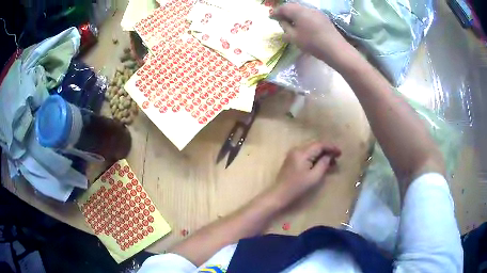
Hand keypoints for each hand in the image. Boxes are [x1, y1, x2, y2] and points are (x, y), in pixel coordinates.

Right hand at [272, 3, 352, 69]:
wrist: (335, 49)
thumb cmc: (312, 43)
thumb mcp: (294, 37)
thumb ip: (285, 27)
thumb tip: (282, 22)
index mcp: (298, 11)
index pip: (283, 8)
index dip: (276, 12)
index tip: (271, 17)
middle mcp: (307, 8)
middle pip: (293, 6)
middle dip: (285, 12)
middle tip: (280, 19)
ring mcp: (317, 12)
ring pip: (302, 9)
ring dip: (294, 14)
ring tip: (291, 22)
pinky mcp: (324, 18)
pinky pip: (309, 14)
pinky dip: (303, 17)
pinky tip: (303, 24)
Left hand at [272, 141, 340, 204]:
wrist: (279, 194)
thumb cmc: (297, 187)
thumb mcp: (314, 177)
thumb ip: (323, 164)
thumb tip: (329, 155)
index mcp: (302, 153)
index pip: (319, 145)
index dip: (331, 147)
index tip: (340, 153)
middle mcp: (297, 150)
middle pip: (315, 145)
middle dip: (327, 150)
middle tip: (337, 158)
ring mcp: (293, 154)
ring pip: (311, 150)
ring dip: (321, 154)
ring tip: (332, 162)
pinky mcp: (292, 159)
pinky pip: (306, 154)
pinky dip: (315, 157)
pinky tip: (321, 164)